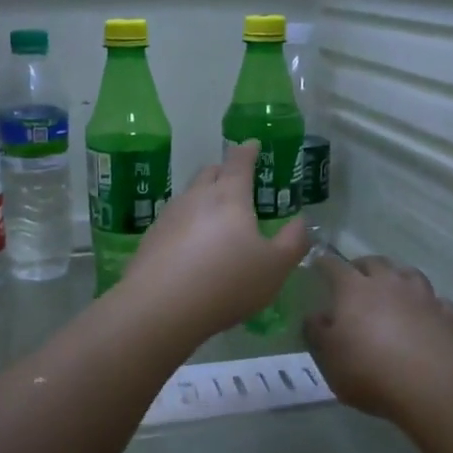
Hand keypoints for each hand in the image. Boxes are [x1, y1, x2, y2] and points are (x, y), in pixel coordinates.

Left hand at [122, 140, 311, 343]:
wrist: (160, 307)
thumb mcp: (275, 268)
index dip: (247, 151)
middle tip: (237, 183)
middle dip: (224, 172)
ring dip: (204, 199)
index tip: (252, 145)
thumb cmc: (227, 282)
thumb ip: (293, 241)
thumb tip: (301, 221)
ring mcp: (169, 216)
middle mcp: (196, 197)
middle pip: (210, 173)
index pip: (239, 161)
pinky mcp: (151, 238)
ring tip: (216, 219)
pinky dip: (187, 225)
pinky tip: (191, 247)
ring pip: (189, 196)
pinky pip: (174, 221)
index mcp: (229, 196)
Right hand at [303, 255, 452, 425]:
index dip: (324, 263)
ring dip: (397, 278)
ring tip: (392, 291)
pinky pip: (436, 301)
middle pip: (374, 262)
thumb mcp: (329, 358)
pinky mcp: (449, 314)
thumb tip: (315, 316)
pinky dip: (428, 305)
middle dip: (362, 266)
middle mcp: (389, 283)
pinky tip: (426, 317)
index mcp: (354, 289)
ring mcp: (423, 296)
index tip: (318, 264)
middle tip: (355, 278)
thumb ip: (317, 333)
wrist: (434, 387)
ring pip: (408, 273)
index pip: (334, 266)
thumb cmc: (370, 371)